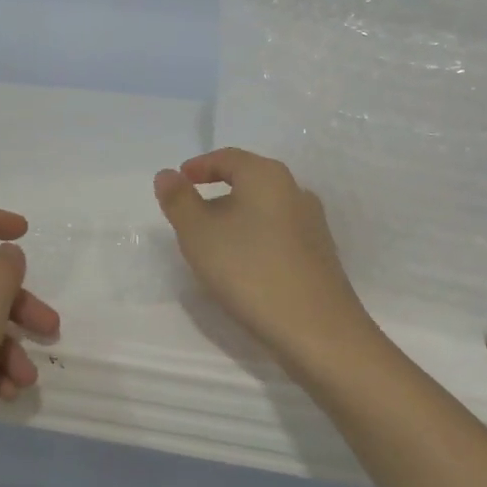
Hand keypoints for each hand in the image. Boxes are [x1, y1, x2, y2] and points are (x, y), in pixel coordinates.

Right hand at [154, 148, 375, 368]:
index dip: (199, 166)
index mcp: (267, 176)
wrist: (316, 330)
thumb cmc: (249, 271)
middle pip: (249, 180)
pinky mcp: (319, 254)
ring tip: (212, 243)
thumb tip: (167, 174)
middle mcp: (295, 191)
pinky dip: (254, 238)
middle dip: (216, 192)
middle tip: (189, 213)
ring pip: (264, 208)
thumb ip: (178, 200)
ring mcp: (312, 224)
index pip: (228, 157)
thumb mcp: (198, 234)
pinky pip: (278, 233)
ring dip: (236, 217)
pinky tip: (243, 265)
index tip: (178, 180)